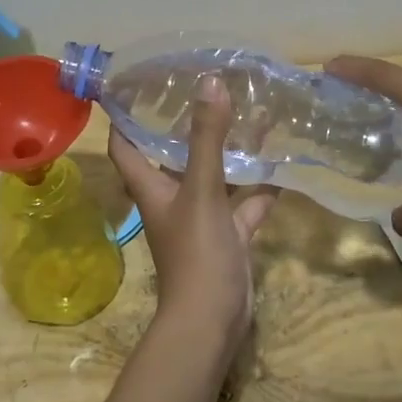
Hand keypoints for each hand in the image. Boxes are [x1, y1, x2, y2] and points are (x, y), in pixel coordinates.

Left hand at [108, 76, 276, 345]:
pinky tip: (279, 166)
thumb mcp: (201, 190)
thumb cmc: (196, 251)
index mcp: (151, 187)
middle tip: (204, 89)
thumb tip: (209, 82)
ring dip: (226, 154)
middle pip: (170, 157)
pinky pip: (242, 206)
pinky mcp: (227, 236)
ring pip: (212, 178)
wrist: (212, 320)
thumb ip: (206, 138)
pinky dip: (258, 190)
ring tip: (247, 117)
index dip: (123, 116)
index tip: (133, 84)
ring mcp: (200, 219)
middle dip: (184, 126)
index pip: (125, 145)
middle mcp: (171, 199)